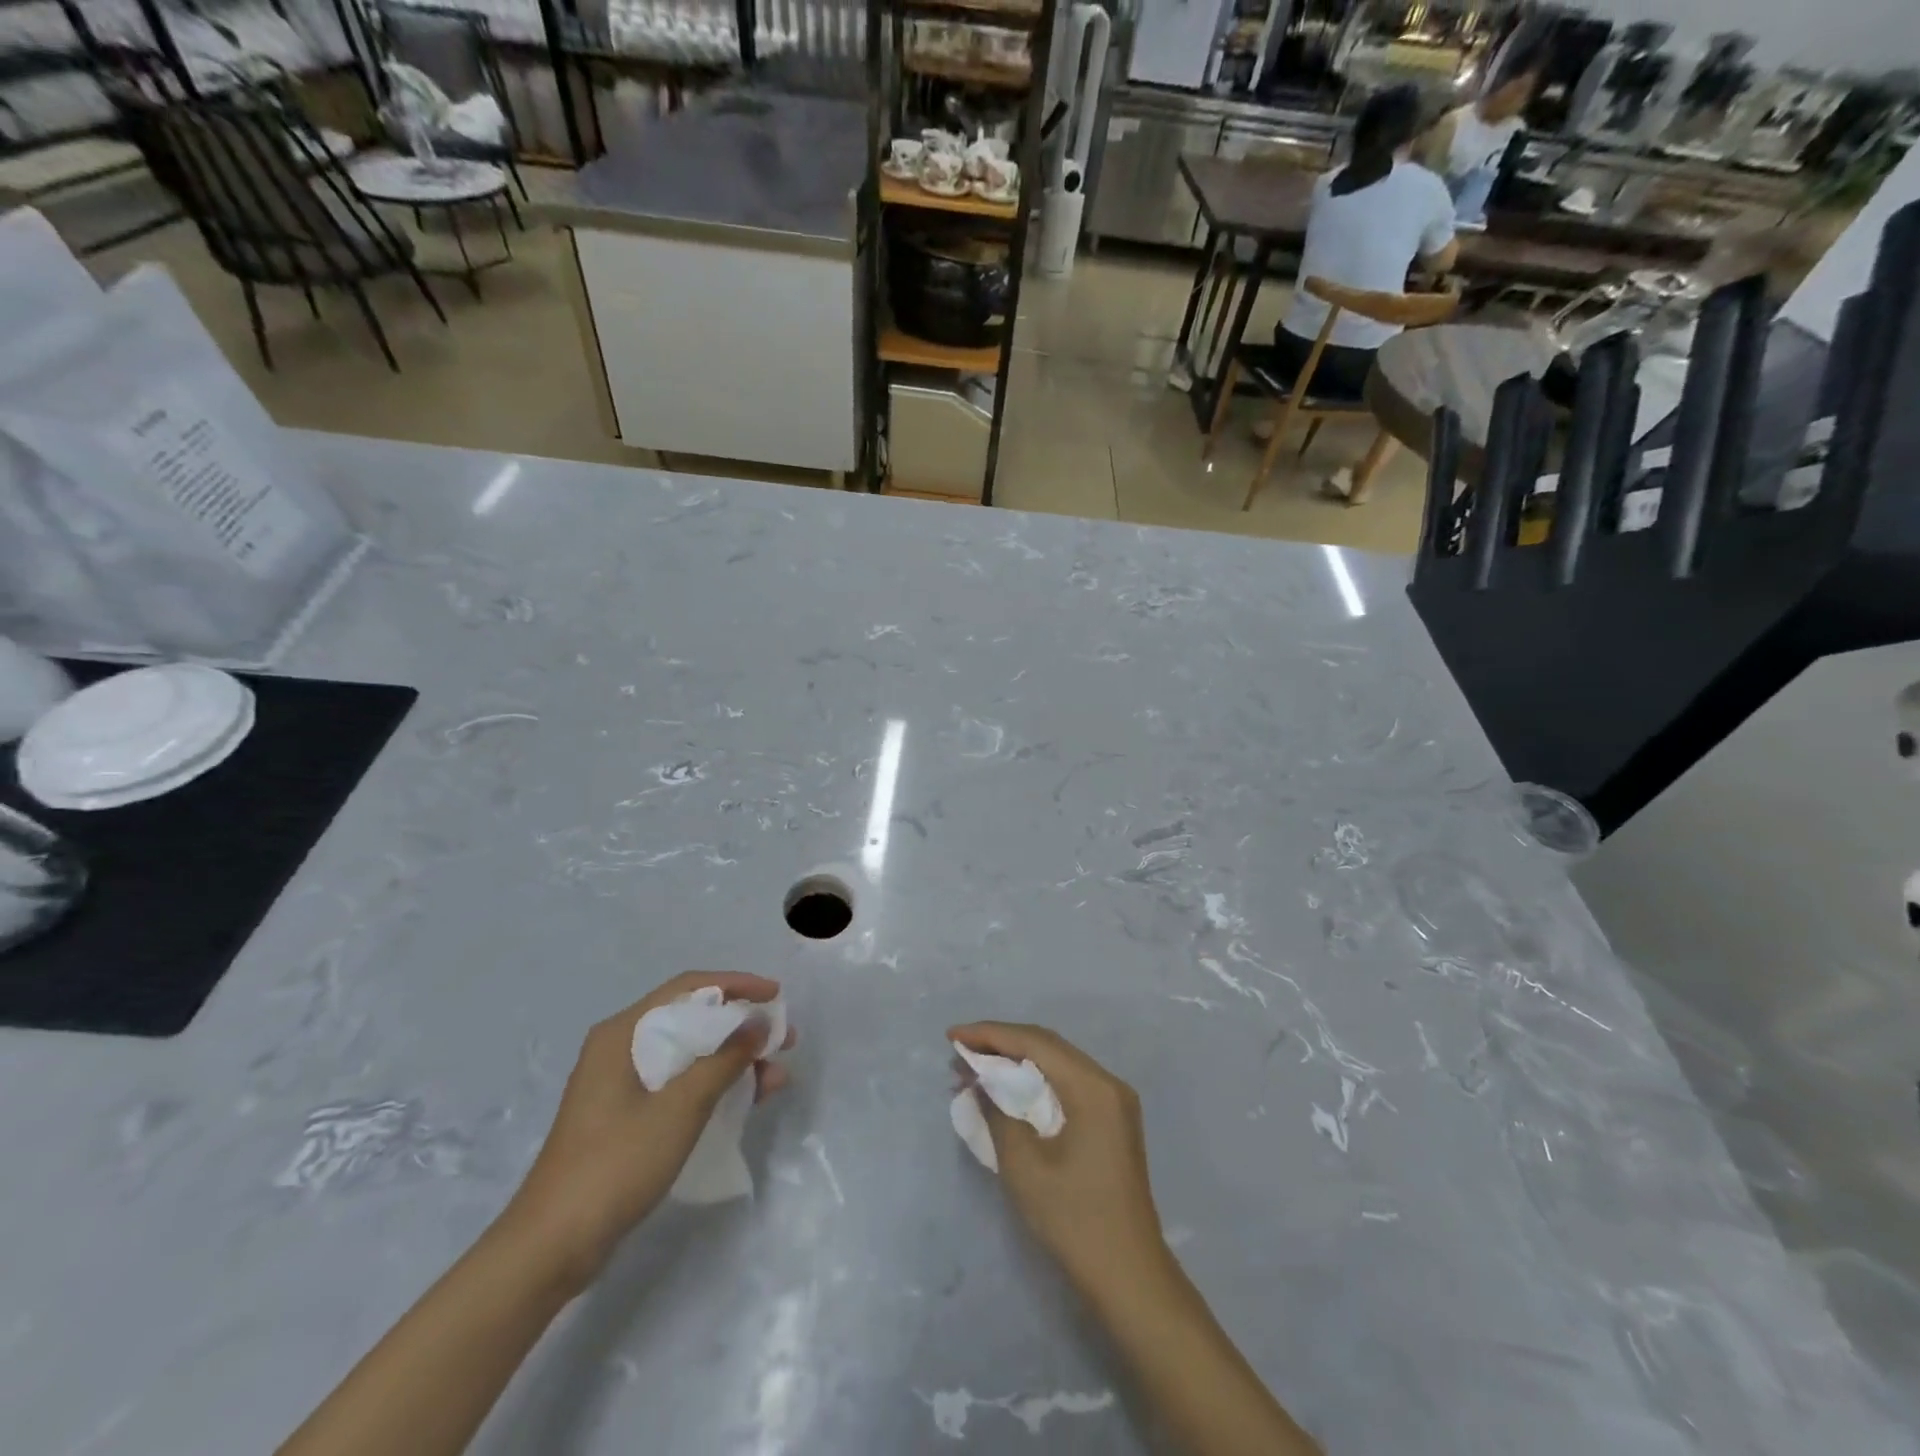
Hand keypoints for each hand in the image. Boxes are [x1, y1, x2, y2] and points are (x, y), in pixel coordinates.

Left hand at [504, 972, 793, 1289]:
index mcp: (623, 1033)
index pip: (689, 988)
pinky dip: (714, 1086)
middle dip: (742, 1027)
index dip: (737, 985)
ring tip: (776, 1077)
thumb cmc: (616, 1163)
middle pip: (692, 1019)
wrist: (551, 1247)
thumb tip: (759, 1023)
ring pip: (690, 1055)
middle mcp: (621, 1048)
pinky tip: (747, 1099)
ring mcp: (621, 1084)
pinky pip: (680, 1084)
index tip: (777, 996)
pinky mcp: (626, 1116)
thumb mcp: (681, 1107)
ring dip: (734, 1061)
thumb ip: (724, 1060)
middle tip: (783, 1040)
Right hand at [948, 1021, 1168, 1297]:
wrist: (1129, 1278)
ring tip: (975, 1067)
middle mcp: (1107, 1083)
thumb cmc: (1075, 1220)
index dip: (990, 1034)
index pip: (1035, 1042)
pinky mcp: (1110, 1121)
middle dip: (1000, 1044)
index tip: (952, 1036)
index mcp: (1093, 1087)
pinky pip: (1066, 1084)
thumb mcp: (1024, 1165)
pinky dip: (1034, 1082)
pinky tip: (1007, 1090)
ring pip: (1056, 1063)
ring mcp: (1113, 1102)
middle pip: (1047, 1046)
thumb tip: (978, 1080)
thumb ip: (998, 1112)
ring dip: (1015, 1062)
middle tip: (959, 1050)